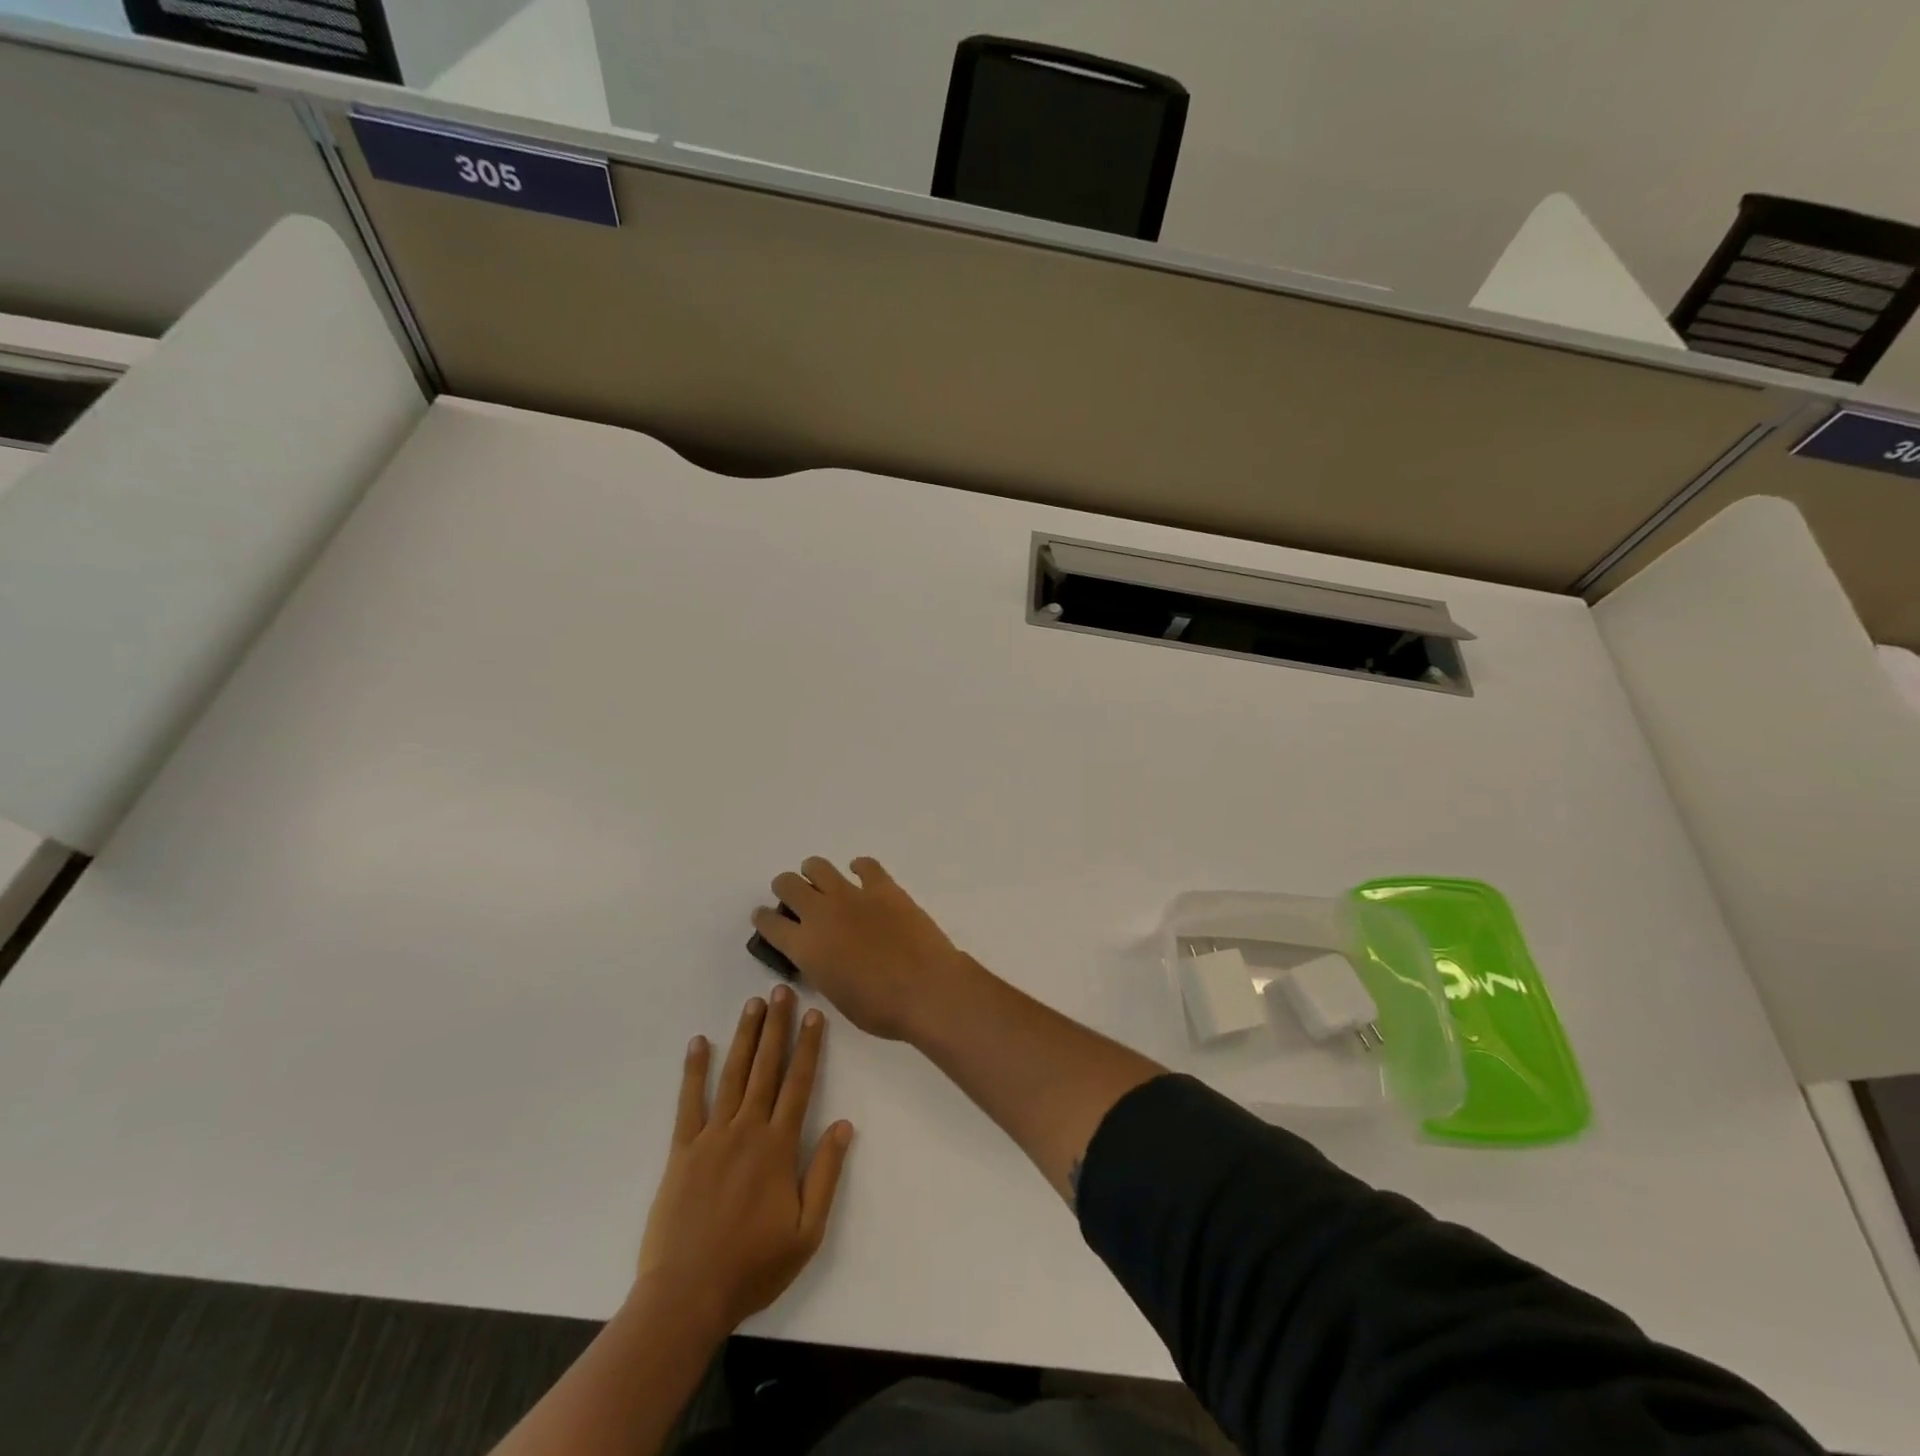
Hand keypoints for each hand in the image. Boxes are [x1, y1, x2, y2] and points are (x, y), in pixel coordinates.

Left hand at [636, 985, 852, 1332]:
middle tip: (781, 991)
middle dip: (777, 1026)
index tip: (814, 1014)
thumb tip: (844, 1125)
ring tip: (753, 1004)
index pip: (799, 1083)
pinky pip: (689, 1102)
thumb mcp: (807, 1232)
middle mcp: (747, 1130)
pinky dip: (694, 1070)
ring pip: (733, 1074)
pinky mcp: (682, 1150)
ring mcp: (712, 1137)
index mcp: (778, 1147)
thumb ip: (826, 1174)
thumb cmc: (753, 1267)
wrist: (686, 1297)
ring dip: (745, 1037)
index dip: (808, 1046)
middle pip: (766, 1067)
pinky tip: (699, 1042)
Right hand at [752, 857, 971, 1040]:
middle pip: (788, 885)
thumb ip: (821, 968)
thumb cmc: (880, 1008)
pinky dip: (859, 867)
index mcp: (805, 946)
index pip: (770, 924)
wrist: (925, 989)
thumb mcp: (836, 995)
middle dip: (785, 888)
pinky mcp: (884, 887)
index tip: (764, 917)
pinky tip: (860, 873)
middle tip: (793, 896)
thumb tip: (822, 955)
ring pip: (818, 867)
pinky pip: (865, 865)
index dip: (764, 919)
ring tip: (819, 879)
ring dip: (813, 871)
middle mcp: (821, 913)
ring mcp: (852, 895)